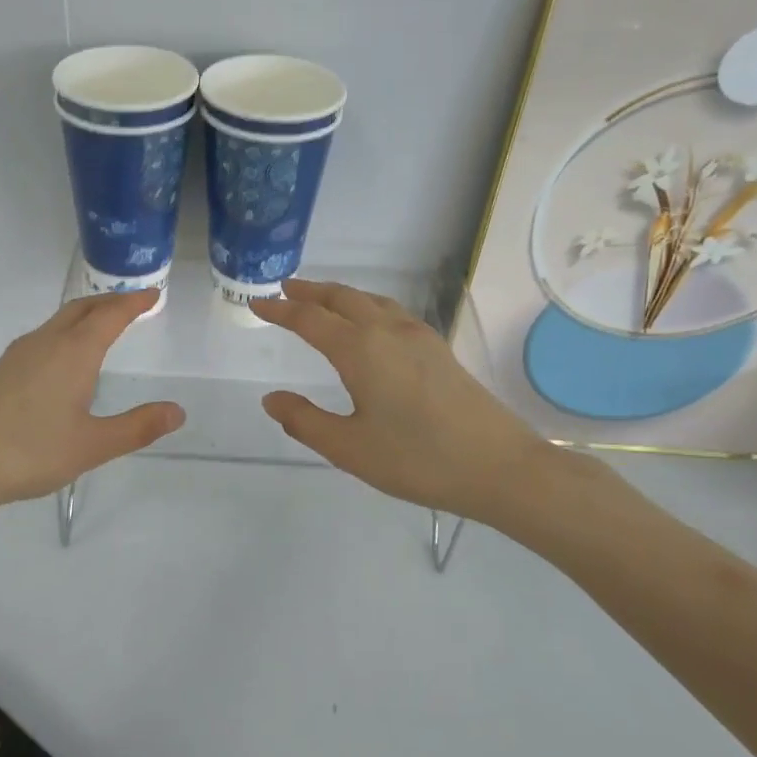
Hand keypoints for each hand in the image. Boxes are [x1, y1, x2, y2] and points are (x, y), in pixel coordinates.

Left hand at [0, 290, 183, 522]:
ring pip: (59, 322)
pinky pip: (43, 338)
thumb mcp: (92, 445)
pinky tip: (63, 359)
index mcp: (73, 353)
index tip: (153, 293)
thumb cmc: (29, 451)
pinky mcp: (1, 372)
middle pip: (82, 309)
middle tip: (133, 304)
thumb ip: (137, 427)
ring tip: (103, 325)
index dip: (134, 303)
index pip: (110, 315)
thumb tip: (177, 411)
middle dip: (109, 302)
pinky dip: (65, 333)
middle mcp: (46, 344)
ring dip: (85, 315)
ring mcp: (18, 356)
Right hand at [251, 280, 566, 526]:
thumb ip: (304, 421)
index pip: (309, 320)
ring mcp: (419, 337)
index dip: (280, 310)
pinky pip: (392, 312)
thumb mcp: (348, 448)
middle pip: (342, 298)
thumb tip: (272, 399)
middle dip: (310, 291)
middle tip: (285, 289)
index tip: (257, 303)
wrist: (499, 467)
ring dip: (340, 295)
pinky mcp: (439, 350)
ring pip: (371, 300)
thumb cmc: (417, 459)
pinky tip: (370, 324)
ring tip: (321, 300)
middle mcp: (388, 331)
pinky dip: (367, 306)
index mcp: (361, 350)